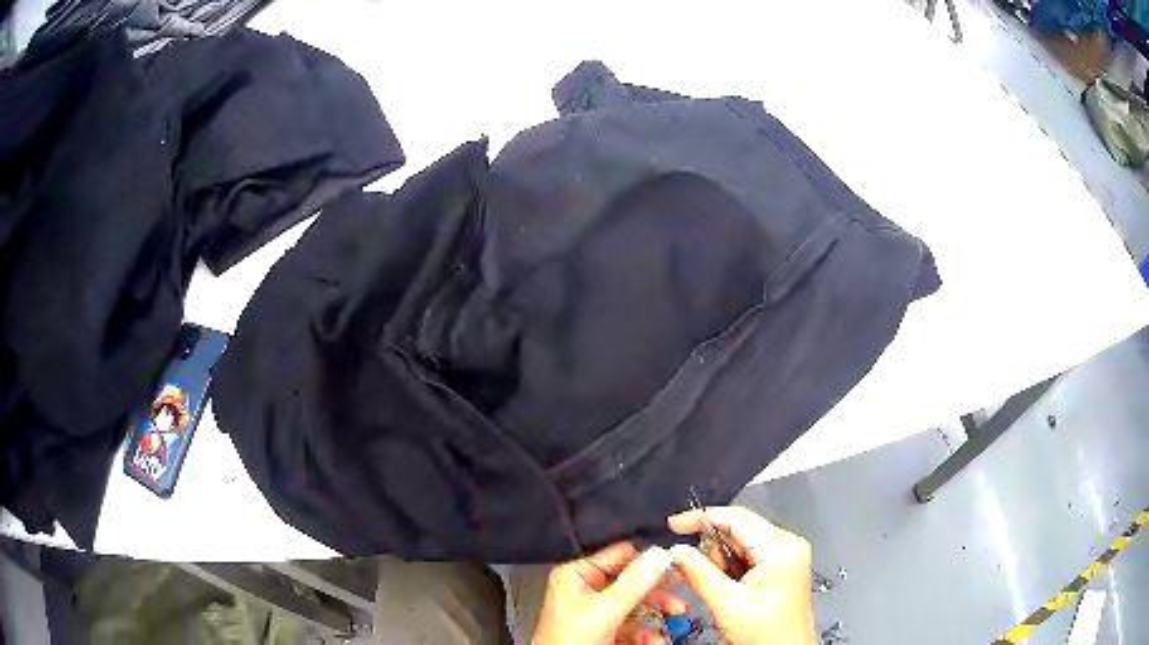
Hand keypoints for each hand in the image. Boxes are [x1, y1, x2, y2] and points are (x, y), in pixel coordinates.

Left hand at [533, 541, 687, 644]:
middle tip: (680, 591)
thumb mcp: (604, 609)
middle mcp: (586, 589)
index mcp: (576, 575)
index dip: (649, 558)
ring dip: (659, 611)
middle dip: (659, 591)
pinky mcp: (605, 630)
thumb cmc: (567, 641)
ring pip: (637, 603)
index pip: (619, 554)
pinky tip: (655, 639)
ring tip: (676, 613)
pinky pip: (633, 625)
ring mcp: (596, 611)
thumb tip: (658, 555)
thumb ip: (633, 583)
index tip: (676, 562)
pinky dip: (647, 632)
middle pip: (633, 581)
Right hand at [668, 506, 814, 644]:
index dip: (702, 518)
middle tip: (698, 574)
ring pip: (739, 544)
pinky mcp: (781, 566)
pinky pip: (747, 556)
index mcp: (780, 548)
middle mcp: (787, 545)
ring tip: (720, 590)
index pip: (736, 517)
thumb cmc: (766, 633)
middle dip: (712, 551)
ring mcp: (786, 555)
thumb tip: (676, 551)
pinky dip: (730, 569)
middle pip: (737, 530)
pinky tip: (729, 589)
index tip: (675, 525)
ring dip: (720, 563)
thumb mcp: (726, 603)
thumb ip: (699, 572)